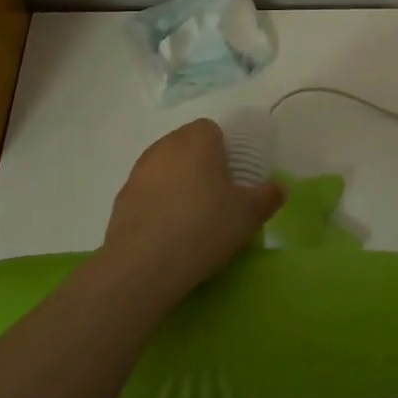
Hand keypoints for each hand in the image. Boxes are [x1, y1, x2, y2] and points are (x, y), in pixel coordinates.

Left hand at [99, 119, 283, 307]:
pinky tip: (167, 234)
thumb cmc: (203, 227)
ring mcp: (138, 174)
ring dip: (176, 184)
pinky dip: (157, 206)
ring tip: (190, 217)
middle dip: (200, 163)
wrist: (142, 268)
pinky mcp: (119, 202)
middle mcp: (165, 147)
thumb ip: (267, 196)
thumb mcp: (248, 215)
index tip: (232, 175)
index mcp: (197, 140)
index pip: (211, 129)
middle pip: (186, 145)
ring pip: (164, 168)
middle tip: (216, 195)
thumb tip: (278, 188)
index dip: (224, 148)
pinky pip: (146, 194)